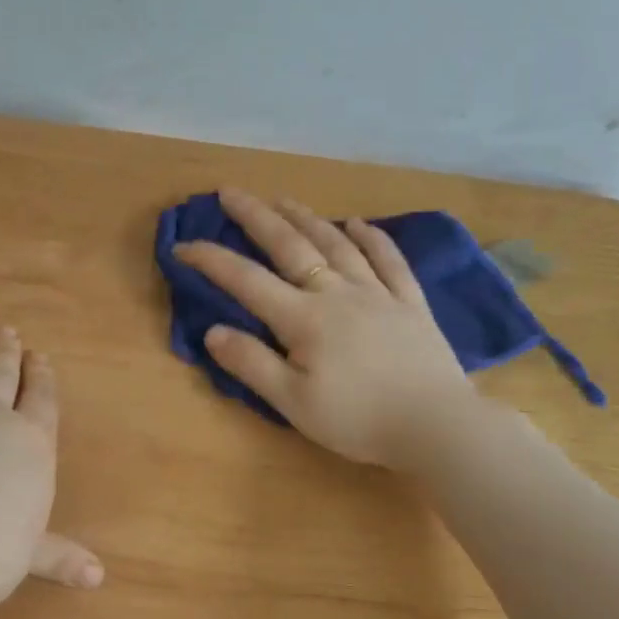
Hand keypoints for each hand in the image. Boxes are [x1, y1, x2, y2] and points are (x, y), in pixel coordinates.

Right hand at [173, 187, 473, 469]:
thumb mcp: (293, 402)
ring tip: (284, 199)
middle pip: (291, 246)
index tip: (182, 246)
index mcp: (304, 319)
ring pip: (337, 245)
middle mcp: (337, 293)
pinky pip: (389, 260)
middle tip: (231, 193)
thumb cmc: (357, 420)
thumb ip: (252, 364)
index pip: (246, 281)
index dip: (211, 261)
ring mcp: (377, 294)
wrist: (436, 425)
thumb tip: (213, 331)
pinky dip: (372, 238)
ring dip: (307, 218)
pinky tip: (359, 223)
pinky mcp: (410, 304)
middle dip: (257, 217)